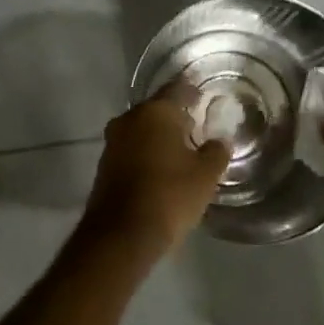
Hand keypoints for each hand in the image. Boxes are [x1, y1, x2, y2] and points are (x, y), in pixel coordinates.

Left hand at [82, 84, 229, 259]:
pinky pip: (132, 150)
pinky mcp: (104, 165)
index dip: (193, 91)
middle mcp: (130, 118)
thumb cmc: (169, 195)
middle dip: (175, 117)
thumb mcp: (205, 175)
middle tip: (196, 126)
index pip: (178, 89)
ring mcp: (113, 141)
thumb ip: (216, 152)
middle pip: (157, 110)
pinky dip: (146, 154)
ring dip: (159, 137)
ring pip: (142, 130)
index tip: (204, 95)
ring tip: (181, 150)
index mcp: (155, 111)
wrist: (120, 234)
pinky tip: (160, 169)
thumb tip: (219, 141)